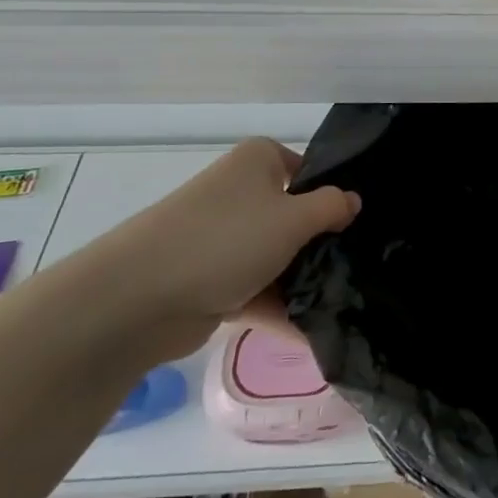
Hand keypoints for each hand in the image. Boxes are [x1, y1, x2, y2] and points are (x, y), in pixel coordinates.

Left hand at [80, 138, 359, 358]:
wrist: (136, 299)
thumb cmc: (226, 240)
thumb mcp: (294, 218)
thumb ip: (332, 207)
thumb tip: (352, 201)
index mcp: (256, 162)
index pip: (308, 170)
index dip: (334, 194)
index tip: (361, 223)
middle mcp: (239, 194)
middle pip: (295, 216)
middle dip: (322, 243)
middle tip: (361, 265)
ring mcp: (223, 239)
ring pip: (277, 257)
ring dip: (303, 281)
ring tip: (346, 303)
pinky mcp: (210, 281)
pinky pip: (257, 292)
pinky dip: (281, 310)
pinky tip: (315, 335)